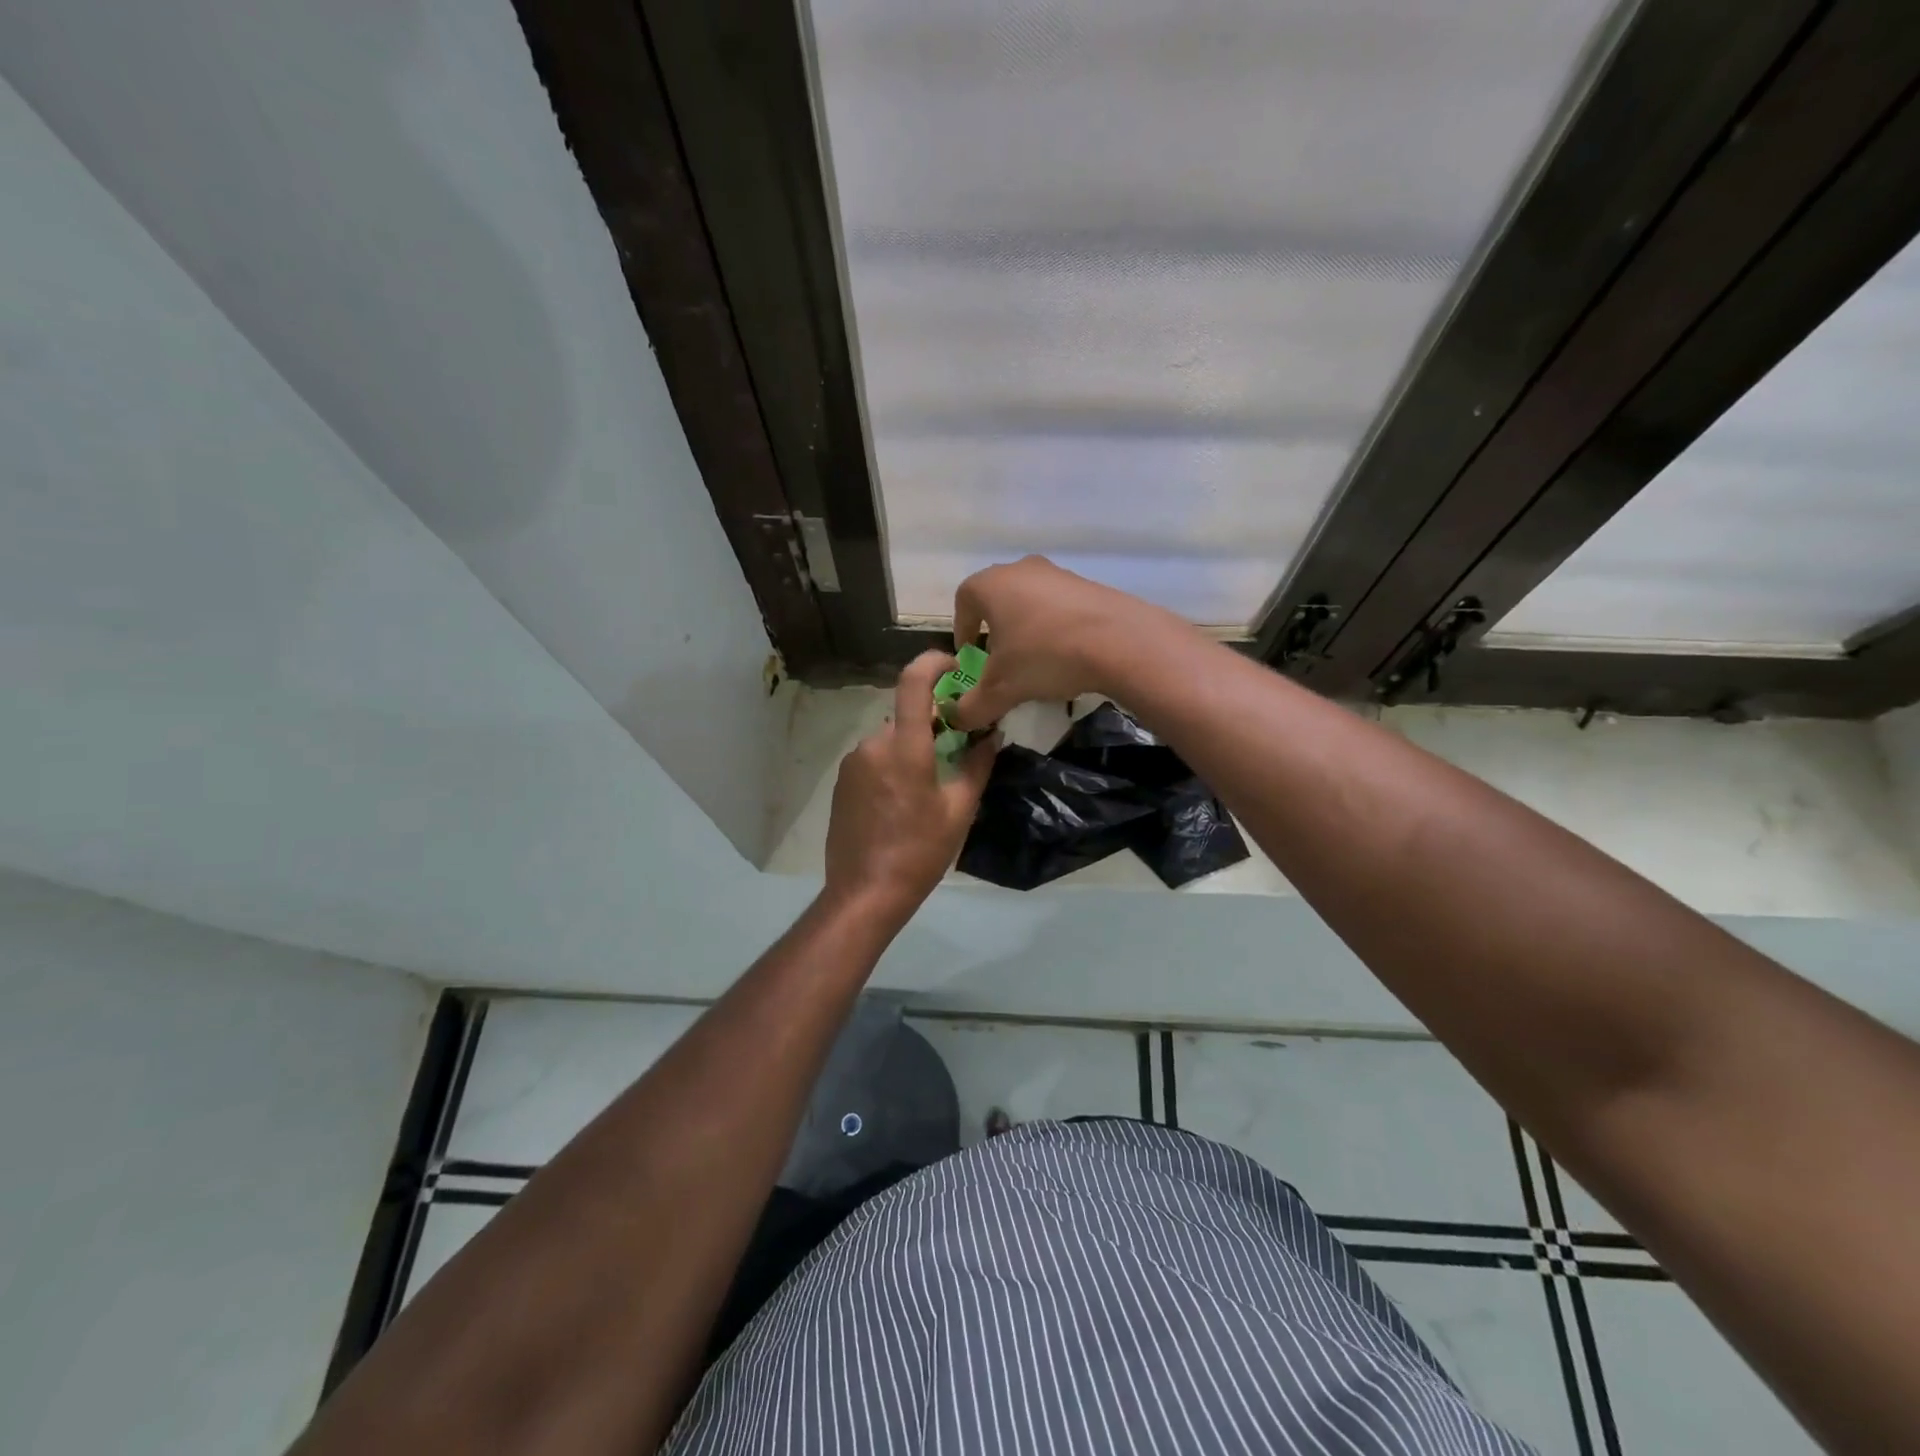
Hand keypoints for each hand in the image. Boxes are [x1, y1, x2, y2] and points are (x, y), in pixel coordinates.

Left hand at [823, 652, 997, 925]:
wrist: (864, 892)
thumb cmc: (920, 852)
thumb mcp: (959, 810)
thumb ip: (977, 766)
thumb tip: (992, 736)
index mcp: (905, 746)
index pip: (914, 682)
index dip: (933, 662)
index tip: (954, 664)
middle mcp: (873, 744)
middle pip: (907, 718)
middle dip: (932, 727)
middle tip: (956, 752)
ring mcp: (853, 763)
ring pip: (891, 741)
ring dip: (911, 750)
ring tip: (928, 788)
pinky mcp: (841, 782)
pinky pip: (874, 760)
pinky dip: (892, 767)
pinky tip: (901, 804)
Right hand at [945, 555, 1177, 729]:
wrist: (1120, 641)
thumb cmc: (1044, 655)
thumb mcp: (1002, 689)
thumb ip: (973, 706)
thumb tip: (959, 719)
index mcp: (991, 585)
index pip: (963, 600)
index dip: (961, 628)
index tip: (969, 653)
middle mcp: (1021, 569)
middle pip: (998, 598)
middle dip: (995, 628)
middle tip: (1000, 659)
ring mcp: (1058, 573)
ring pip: (1030, 600)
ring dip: (1027, 627)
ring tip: (1035, 660)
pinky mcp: (1089, 585)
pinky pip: (1060, 606)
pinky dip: (1055, 627)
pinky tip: (1066, 654)